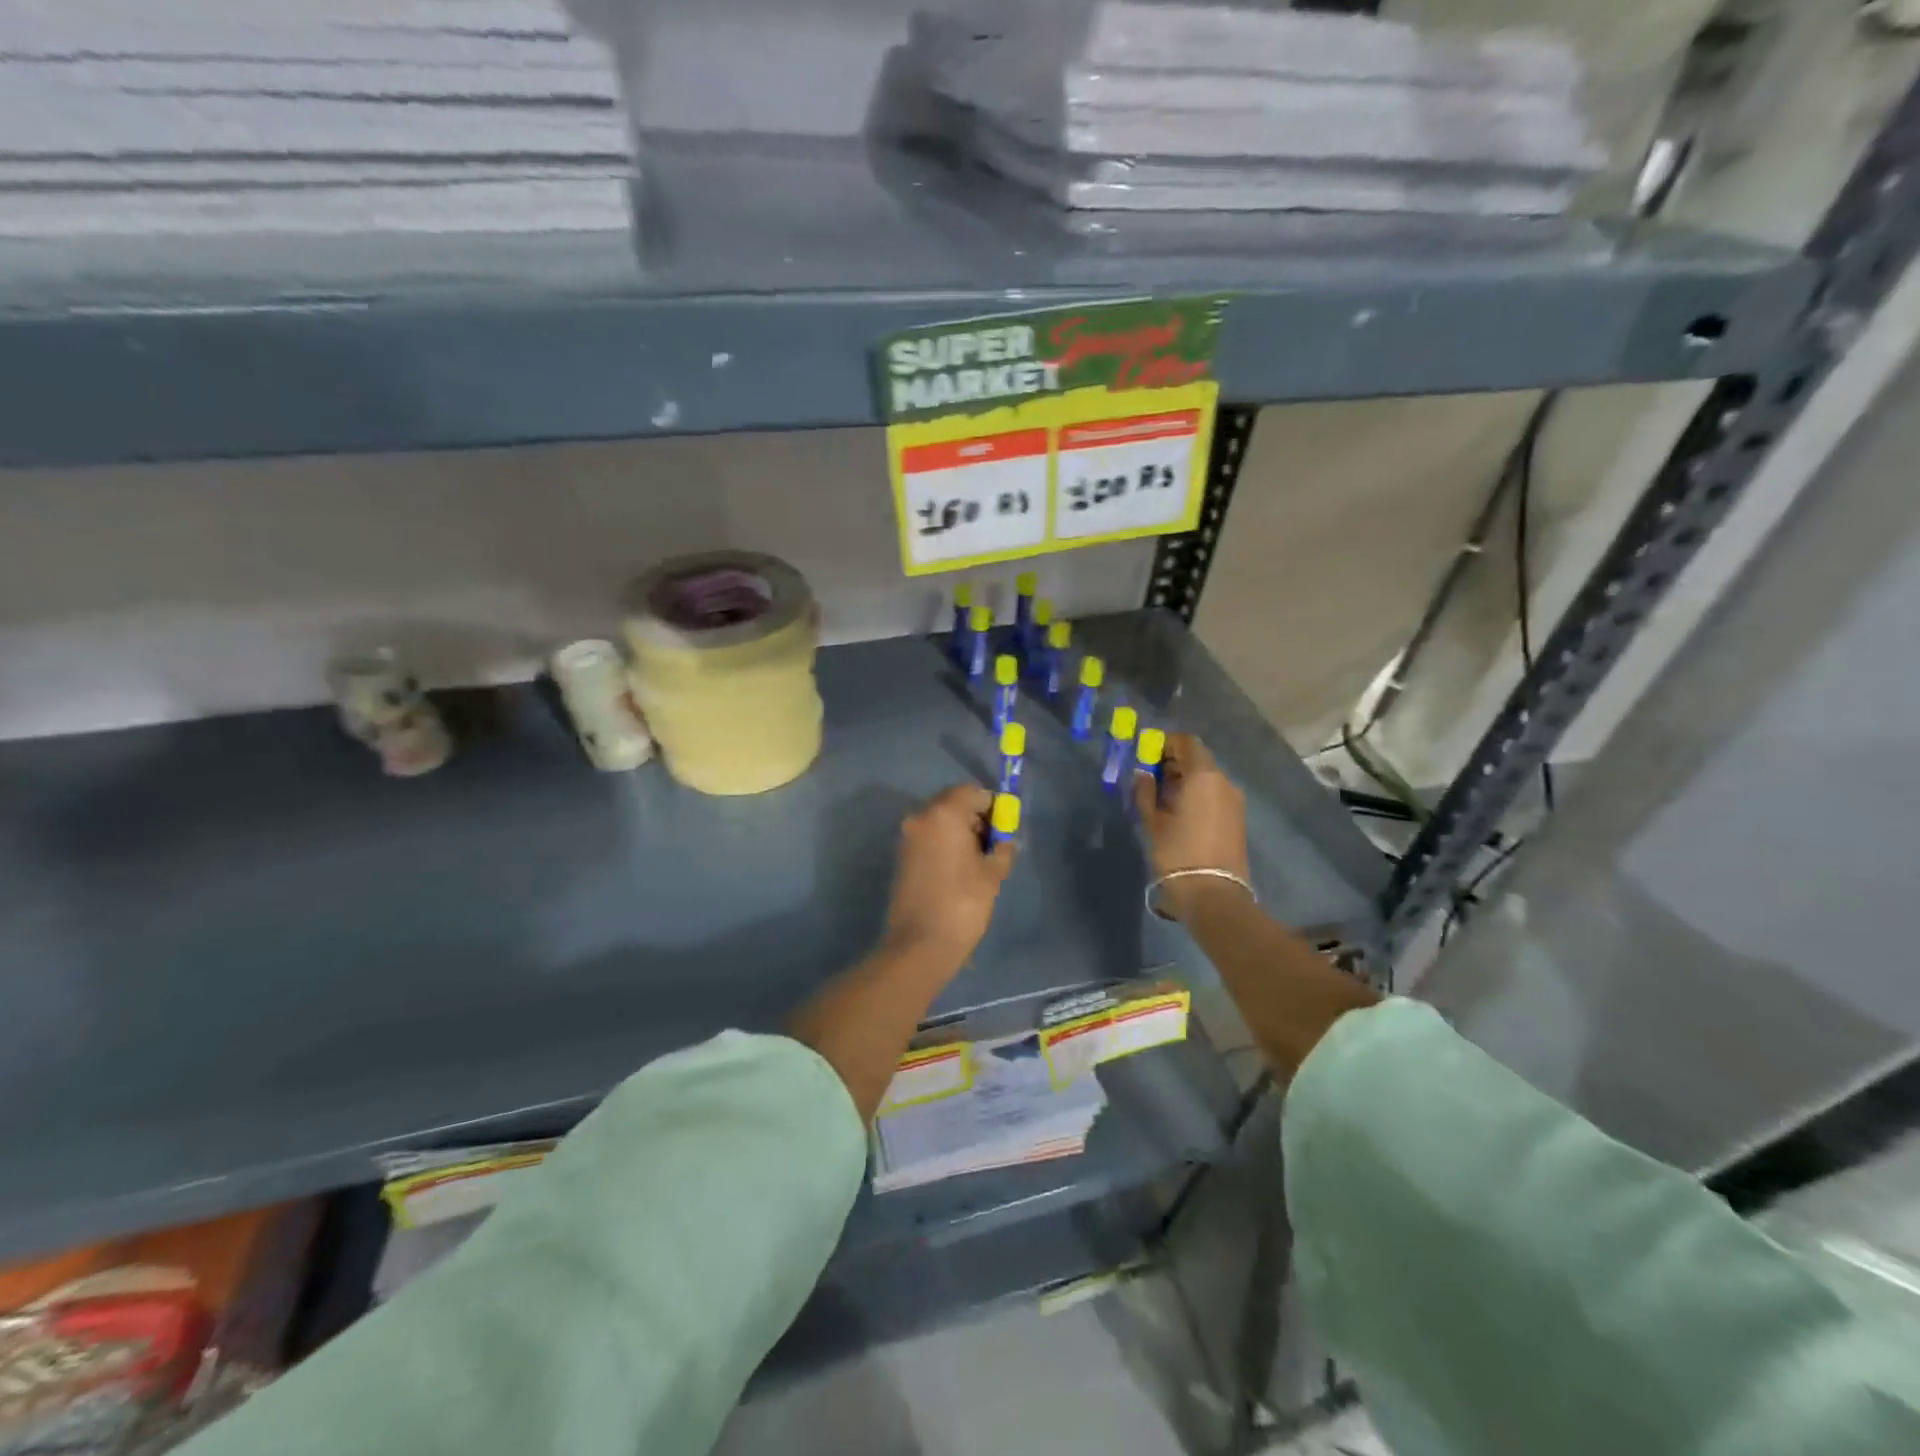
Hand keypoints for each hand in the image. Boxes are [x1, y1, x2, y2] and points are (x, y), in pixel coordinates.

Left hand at [883, 785, 1015, 967]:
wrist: (922, 943)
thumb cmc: (963, 902)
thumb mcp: (993, 874)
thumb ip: (1002, 848)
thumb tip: (1005, 841)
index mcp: (944, 814)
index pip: (972, 792)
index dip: (992, 806)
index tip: (1004, 827)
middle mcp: (921, 817)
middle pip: (954, 803)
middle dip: (976, 818)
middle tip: (993, 844)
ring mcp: (908, 837)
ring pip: (941, 821)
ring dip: (961, 832)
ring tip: (978, 861)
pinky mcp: (903, 856)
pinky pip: (930, 838)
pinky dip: (946, 844)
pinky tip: (960, 869)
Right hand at [1132, 734, 1250, 921]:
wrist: (1213, 894)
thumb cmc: (1178, 852)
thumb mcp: (1153, 821)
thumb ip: (1145, 791)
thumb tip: (1142, 774)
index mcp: (1203, 776)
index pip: (1186, 743)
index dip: (1165, 743)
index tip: (1146, 754)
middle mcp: (1223, 782)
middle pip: (1197, 759)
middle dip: (1173, 762)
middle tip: (1149, 776)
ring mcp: (1234, 801)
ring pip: (1206, 778)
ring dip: (1185, 780)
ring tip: (1161, 797)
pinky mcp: (1237, 818)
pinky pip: (1214, 794)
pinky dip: (1196, 794)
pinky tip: (1179, 812)